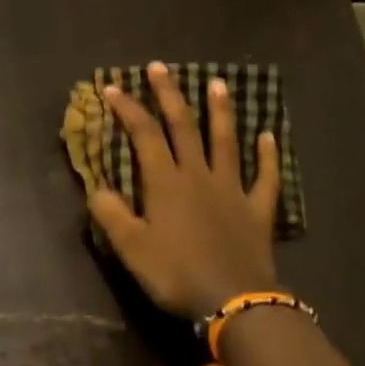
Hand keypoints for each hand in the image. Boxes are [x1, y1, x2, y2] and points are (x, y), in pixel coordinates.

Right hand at [86, 61, 281, 319]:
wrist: (232, 298)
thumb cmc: (175, 273)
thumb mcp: (130, 248)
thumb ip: (111, 214)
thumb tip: (96, 187)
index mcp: (165, 183)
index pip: (144, 135)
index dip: (128, 109)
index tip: (113, 88)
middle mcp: (199, 176)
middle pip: (183, 127)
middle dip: (169, 96)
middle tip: (160, 67)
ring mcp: (232, 190)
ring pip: (225, 142)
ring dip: (219, 112)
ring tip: (217, 84)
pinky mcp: (256, 210)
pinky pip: (264, 176)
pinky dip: (267, 155)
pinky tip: (268, 137)